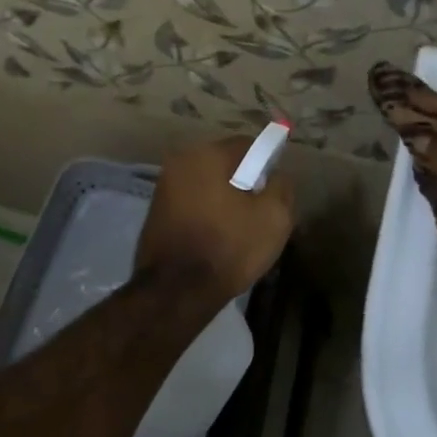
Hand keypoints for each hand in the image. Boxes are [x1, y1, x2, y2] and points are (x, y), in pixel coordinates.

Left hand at [136, 137, 294, 302]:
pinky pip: (192, 203)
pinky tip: (216, 239)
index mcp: (206, 154)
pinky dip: (206, 213)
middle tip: (260, 213)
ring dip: (224, 200)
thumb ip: (281, 187)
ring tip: (239, 231)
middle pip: (224, 164)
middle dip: (244, 183)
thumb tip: (277, 176)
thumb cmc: (228, 247)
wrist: (176, 291)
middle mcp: (179, 162)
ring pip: (207, 185)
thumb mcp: (273, 217)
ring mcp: (163, 187)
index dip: (267, 165)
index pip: (247, 145)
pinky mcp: (155, 212)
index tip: (274, 192)